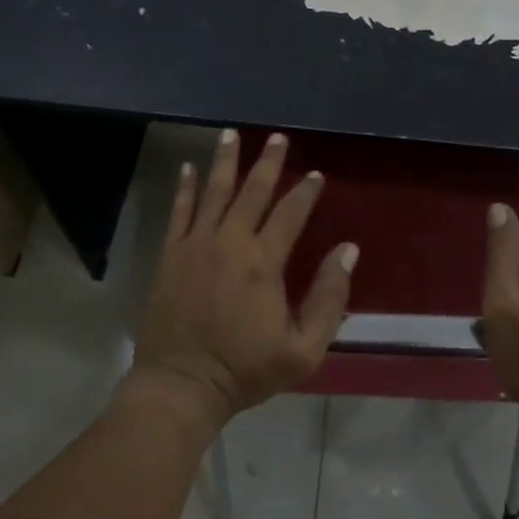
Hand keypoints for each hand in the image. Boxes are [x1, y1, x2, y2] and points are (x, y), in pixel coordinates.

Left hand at [126, 129, 357, 430]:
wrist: (182, 384)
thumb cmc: (246, 370)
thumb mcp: (304, 349)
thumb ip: (329, 298)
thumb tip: (348, 250)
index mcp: (264, 263)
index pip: (290, 214)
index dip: (305, 192)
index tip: (315, 174)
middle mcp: (230, 243)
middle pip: (252, 192)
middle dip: (268, 162)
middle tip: (278, 137)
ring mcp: (195, 246)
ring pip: (213, 192)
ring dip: (225, 161)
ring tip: (232, 134)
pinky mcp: (170, 256)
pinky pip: (179, 212)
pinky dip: (185, 189)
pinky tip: (188, 169)